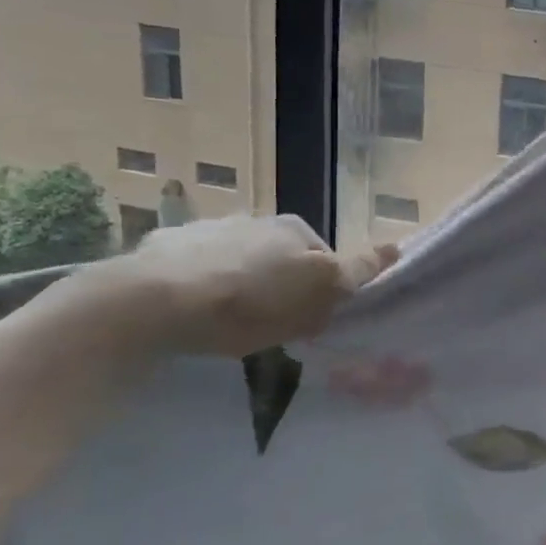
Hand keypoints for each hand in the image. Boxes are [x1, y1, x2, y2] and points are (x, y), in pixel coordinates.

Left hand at [81, 215, 397, 357]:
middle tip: (270, 324)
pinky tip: (187, 313)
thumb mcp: (317, 291)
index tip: (310, 319)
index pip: (324, 256)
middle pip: (280, 257)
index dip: (323, 288)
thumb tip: (396, 247)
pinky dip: (197, 286)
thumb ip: (357, 270)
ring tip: (224, 322)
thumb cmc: (247, 302)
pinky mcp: (162, 249)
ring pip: (237, 260)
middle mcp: (253, 219)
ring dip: (238, 283)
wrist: (149, 303)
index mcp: (293, 227)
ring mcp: (205, 230)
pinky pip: (192, 269)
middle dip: (279, 285)